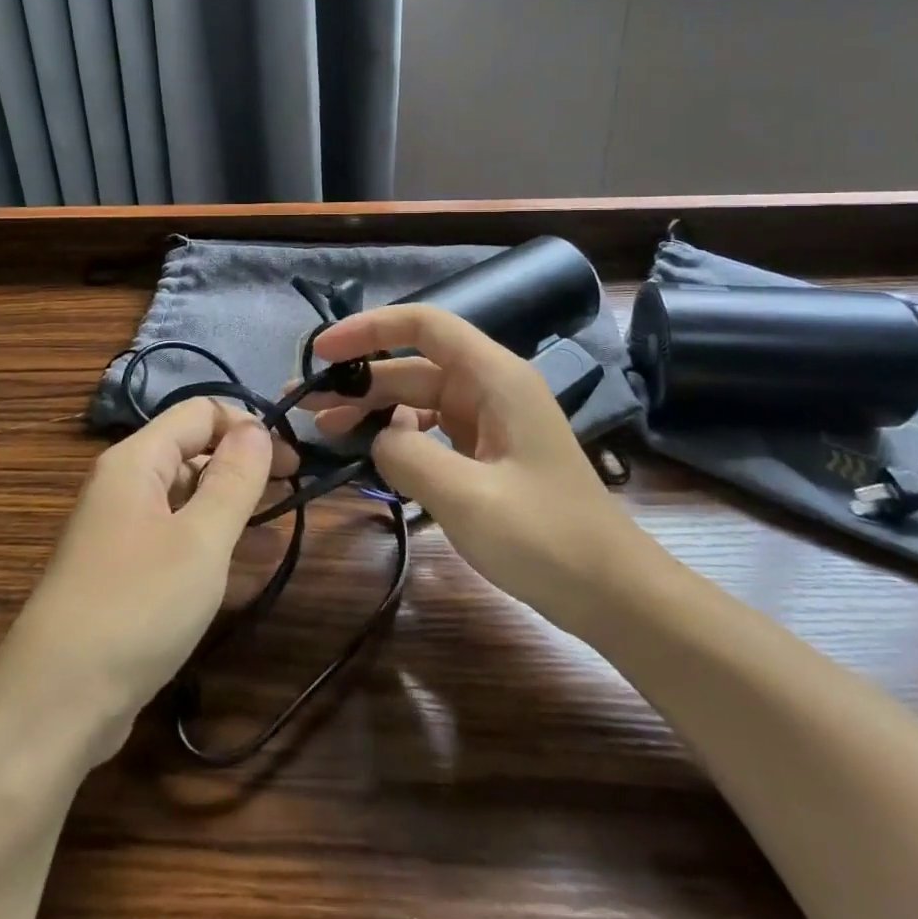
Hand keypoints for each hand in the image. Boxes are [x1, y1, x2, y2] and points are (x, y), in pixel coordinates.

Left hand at [0, 400, 282, 768]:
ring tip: (273, 532)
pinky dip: (207, 541)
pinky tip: (237, 569)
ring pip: (185, 496)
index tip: (292, 461)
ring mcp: (119, 529)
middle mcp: (124, 484)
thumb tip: (258, 429)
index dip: (248, 426)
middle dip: (242, 465)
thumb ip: (234, 479)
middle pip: (192, 450)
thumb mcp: (200, 540)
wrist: (53, 706)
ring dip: (229, 505)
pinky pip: (173, 536)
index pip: (201, 412)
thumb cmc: (136, 607)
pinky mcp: (121, 571)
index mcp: (136, 460)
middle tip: (289, 495)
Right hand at [302, 305, 650, 636]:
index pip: (424, 325)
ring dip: (372, 409)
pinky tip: (370, 455)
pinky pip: (432, 430)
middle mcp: (491, 387)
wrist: (613, 593)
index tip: (321, 351)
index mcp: (495, 377)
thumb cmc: (546, 538)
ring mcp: (490, 420)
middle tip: (305, 401)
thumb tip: (377, 438)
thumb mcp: (466, 497)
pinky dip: (397, 437)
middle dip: (358, 378)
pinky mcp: (488, 452)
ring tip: (323, 428)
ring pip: (418, 398)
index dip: (369, 328)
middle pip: (413, 365)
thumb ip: (406, 456)